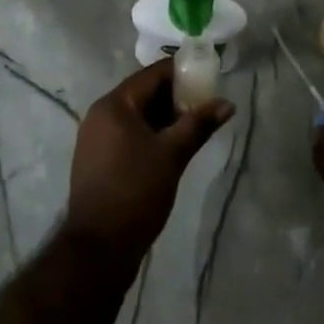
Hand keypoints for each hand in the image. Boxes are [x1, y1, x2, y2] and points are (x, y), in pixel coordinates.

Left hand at [65, 59, 233, 265]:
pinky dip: (151, 135)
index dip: (182, 74)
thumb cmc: (135, 192)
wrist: (98, 250)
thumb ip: (199, 124)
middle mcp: (100, 114)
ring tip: (195, 128)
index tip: (209, 80)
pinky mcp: (98, 160)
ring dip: (165, 118)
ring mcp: (96, 139)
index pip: (153, 74)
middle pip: (144, 93)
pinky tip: (173, 148)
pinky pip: (129, 134)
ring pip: (138, 116)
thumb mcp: (172, 154)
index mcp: (114, 104)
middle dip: (176, 98)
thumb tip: (227, 103)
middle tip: (206, 107)